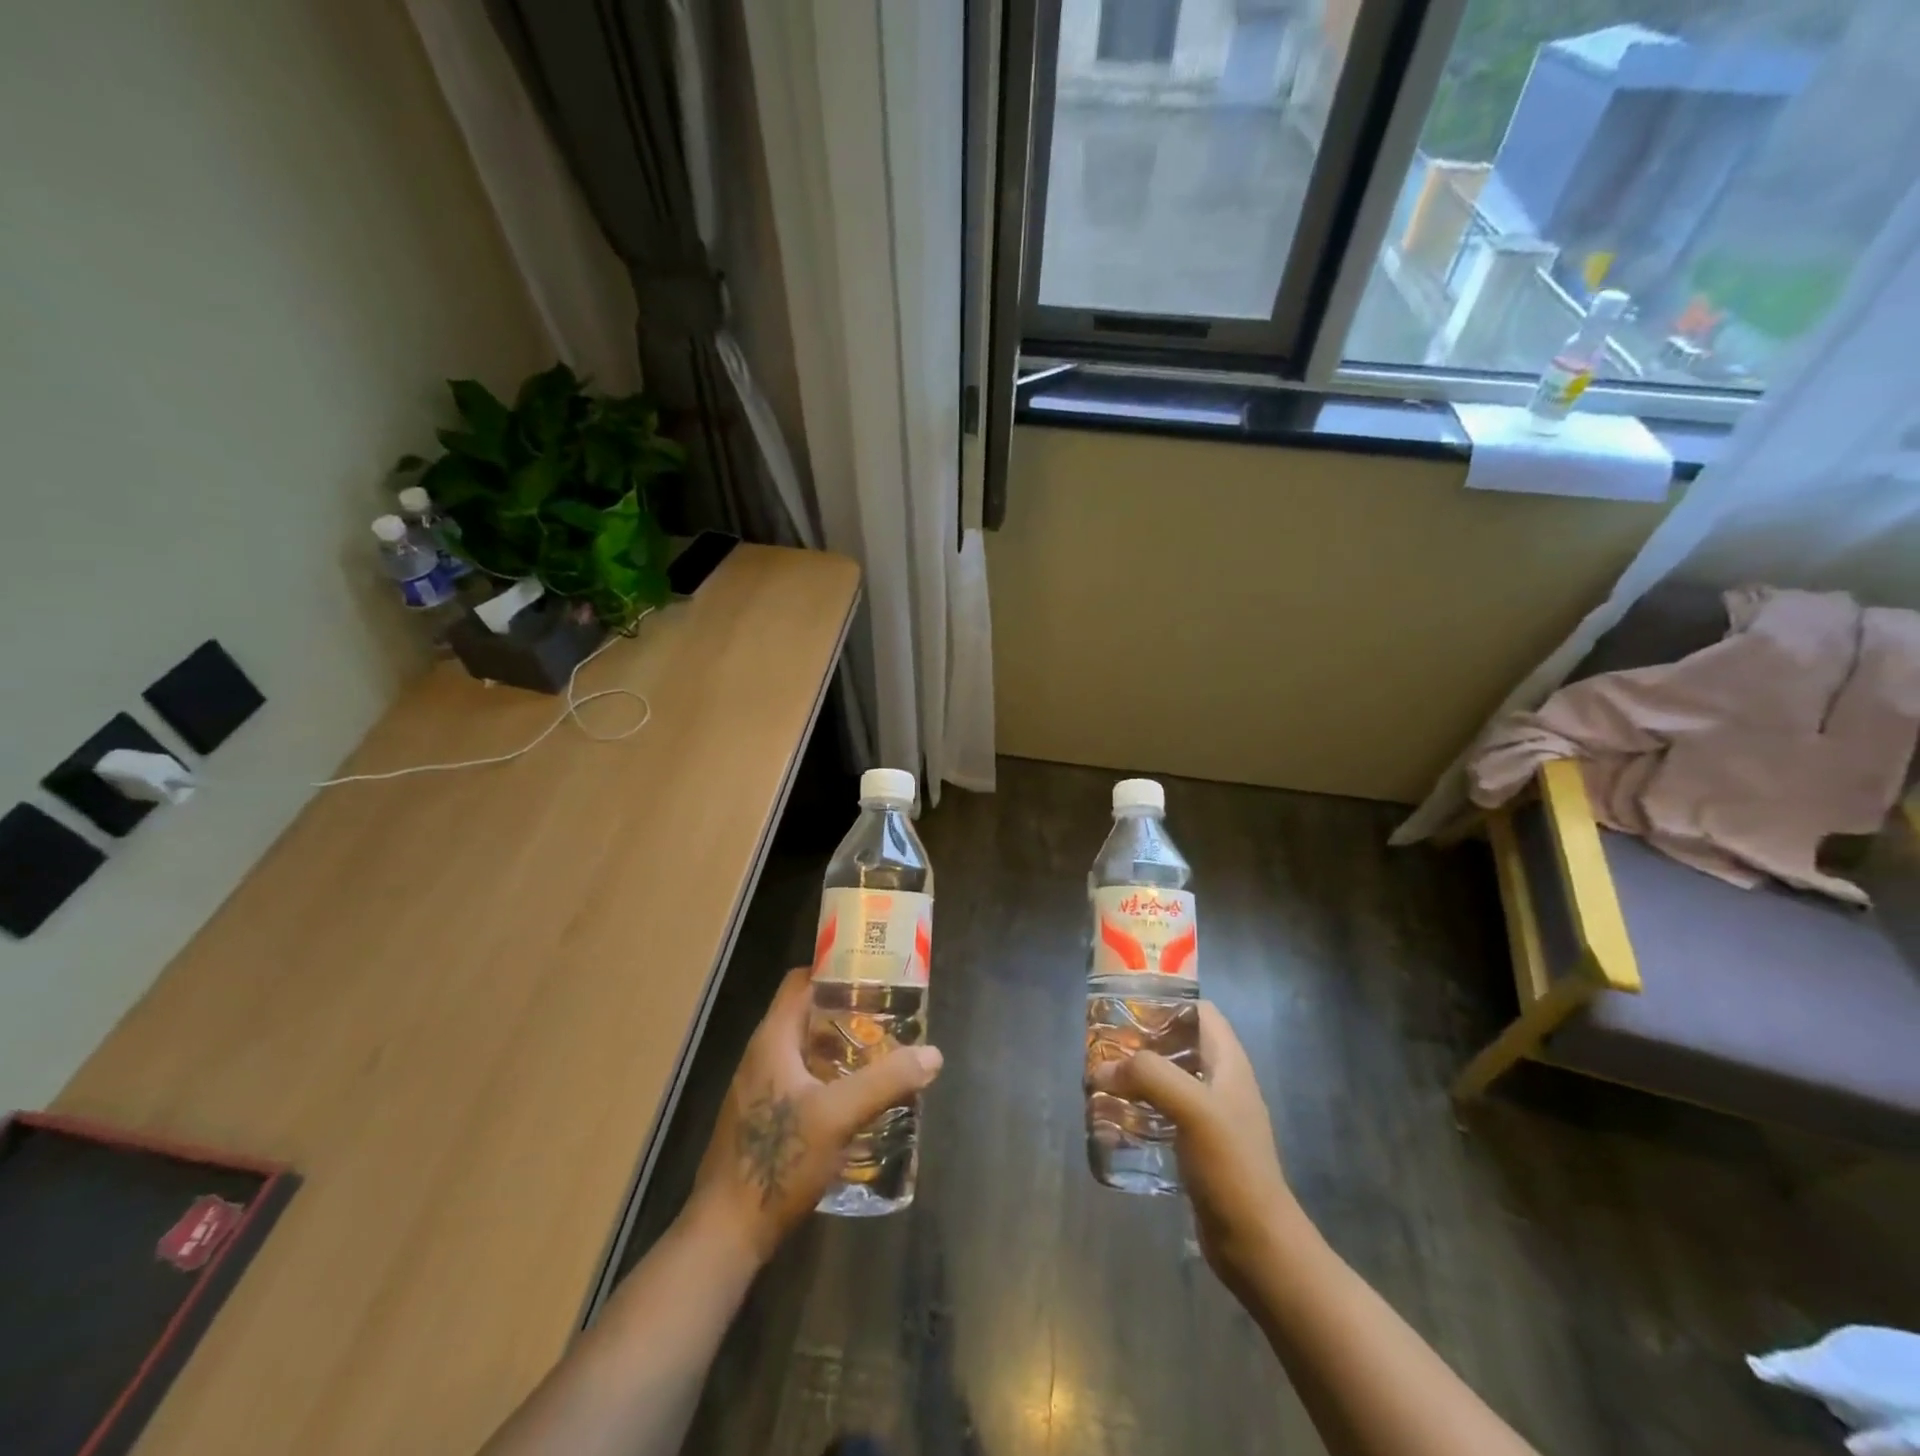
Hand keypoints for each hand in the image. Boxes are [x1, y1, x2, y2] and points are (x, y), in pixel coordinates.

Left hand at [688, 967, 942, 1264]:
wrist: (727, 1233)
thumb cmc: (777, 1160)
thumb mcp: (838, 1116)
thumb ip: (886, 1082)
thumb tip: (933, 1054)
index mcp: (772, 1039)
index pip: (801, 981)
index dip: (836, 970)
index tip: (874, 976)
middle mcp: (763, 1055)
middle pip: (808, 1015)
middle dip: (849, 1013)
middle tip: (891, 1020)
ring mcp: (761, 1089)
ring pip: (807, 1050)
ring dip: (843, 1049)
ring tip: (883, 1057)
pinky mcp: (764, 1118)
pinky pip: (803, 1080)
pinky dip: (832, 1078)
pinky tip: (859, 1100)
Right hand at [1090, 1001, 1300, 1287]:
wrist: (1257, 1245)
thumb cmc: (1231, 1166)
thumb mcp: (1192, 1108)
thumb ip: (1149, 1076)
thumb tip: (1102, 1068)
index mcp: (1229, 1063)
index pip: (1201, 1012)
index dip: (1168, 1002)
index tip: (1128, 1006)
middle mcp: (1221, 1083)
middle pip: (1178, 1044)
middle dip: (1142, 1041)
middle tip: (1104, 1046)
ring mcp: (1211, 1118)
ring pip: (1168, 1080)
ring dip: (1136, 1078)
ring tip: (1100, 1081)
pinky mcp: (1198, 1148)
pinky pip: (1163, 1115)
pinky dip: (1139, 1111)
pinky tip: (1114, 1122)